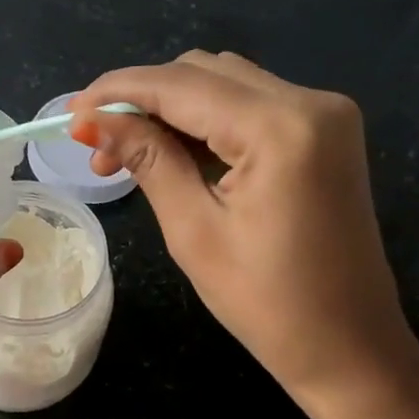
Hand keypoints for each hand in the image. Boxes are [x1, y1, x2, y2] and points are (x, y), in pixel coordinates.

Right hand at [73, 51, 418, 417]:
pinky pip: (253, 107)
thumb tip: (92, 120)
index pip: (181, 84)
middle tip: (98, 147)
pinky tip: (174, 152)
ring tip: (128, 154)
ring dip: (172, 109)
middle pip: (205, 73)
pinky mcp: (326, 133)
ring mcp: (325, 114)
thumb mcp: (194, 231)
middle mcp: (311, 101)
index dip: (118, 91)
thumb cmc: (265, 303)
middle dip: (144, 100)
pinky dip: (207, 122)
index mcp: (281, 127)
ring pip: (227, 85)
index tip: (71, 112)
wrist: (347, 345)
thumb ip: (148, 160)